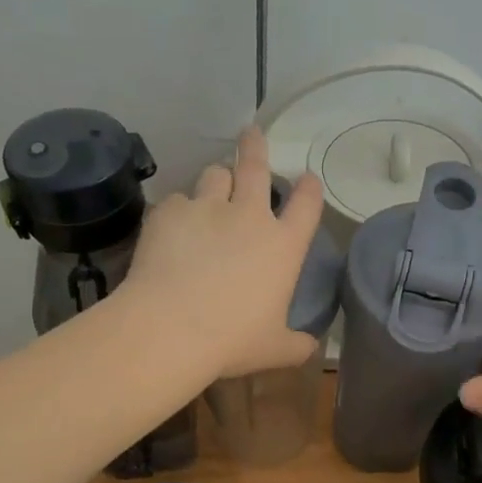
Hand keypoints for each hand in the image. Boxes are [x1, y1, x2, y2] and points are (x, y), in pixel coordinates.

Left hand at [127, 128, 325, 379]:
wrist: (170, 329)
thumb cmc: (232, 340)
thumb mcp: (274, 349)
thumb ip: (297, 344)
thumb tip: (312, 347)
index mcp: (283, 245)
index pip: (307, 205)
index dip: (309, 188)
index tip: (307, 179)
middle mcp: (249, 216)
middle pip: (256, 167)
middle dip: (256, 146)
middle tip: (252, 133)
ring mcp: (207, 209)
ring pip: (214, 175)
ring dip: (217, 179)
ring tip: (212, 188)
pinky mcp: (169, 213)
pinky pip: (176, 201)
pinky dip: (179, 211)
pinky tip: (172, 229)